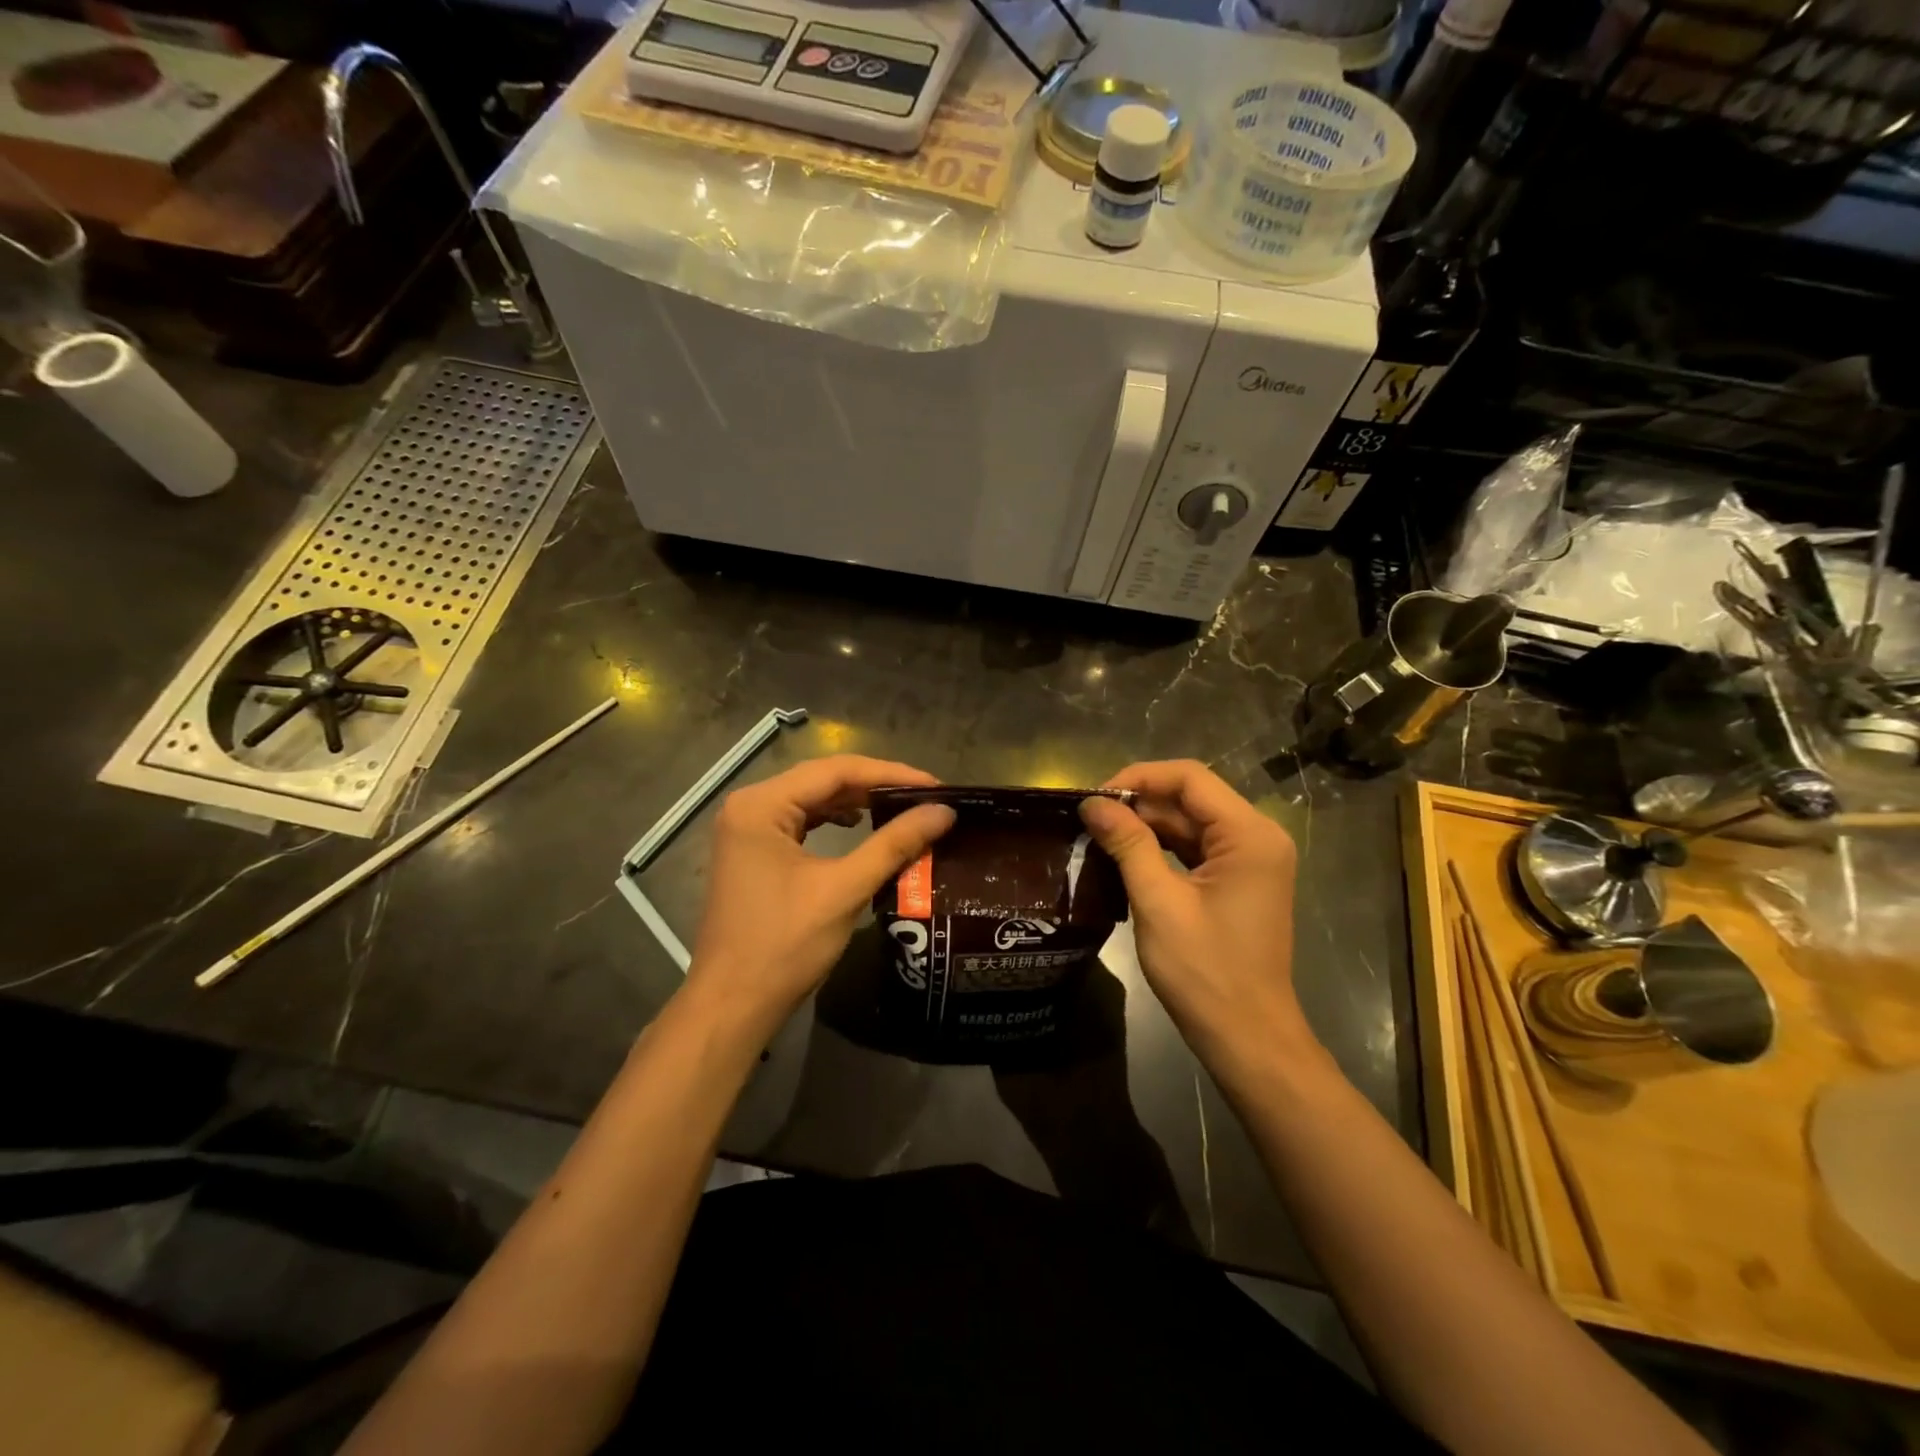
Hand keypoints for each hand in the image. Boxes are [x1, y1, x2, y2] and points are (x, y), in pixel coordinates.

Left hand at [686, 755, 954, 1030]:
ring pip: (812, 800)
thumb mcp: (844, 889)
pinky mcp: (752, 852)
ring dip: (856, 802)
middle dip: (876, 786)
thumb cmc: (784, 945)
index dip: (891, 774)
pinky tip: (860, 826)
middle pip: (822, 780)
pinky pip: (801, 822)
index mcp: (761, 805)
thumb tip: (944, 811)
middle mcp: (749, 806)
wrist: (732, 1006)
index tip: (936, 786)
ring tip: (902, 808)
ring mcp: (746, 830)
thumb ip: (894, 844)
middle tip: (926, 797)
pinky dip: (834, 821)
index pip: (836, 770)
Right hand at [1079, 761, 1314, 1080]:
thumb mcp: (1158, 902)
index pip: (1190, 778)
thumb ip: (1128, 844)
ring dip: (1146, 826)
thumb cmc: (1205, 971)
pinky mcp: (1238, 881)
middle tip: (1089, 819)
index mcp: (1249, 835)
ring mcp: (1250, 860)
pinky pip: (1195, 848)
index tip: (1095, 798)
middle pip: (1190, 798)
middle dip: (1139, 803)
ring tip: (1098, 835)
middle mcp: (1257, 837)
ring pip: (1190, 823)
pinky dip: (1160, 848)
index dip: (1139, 777)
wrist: (1247, 1037)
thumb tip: (1092, 804)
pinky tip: (1124, 856)